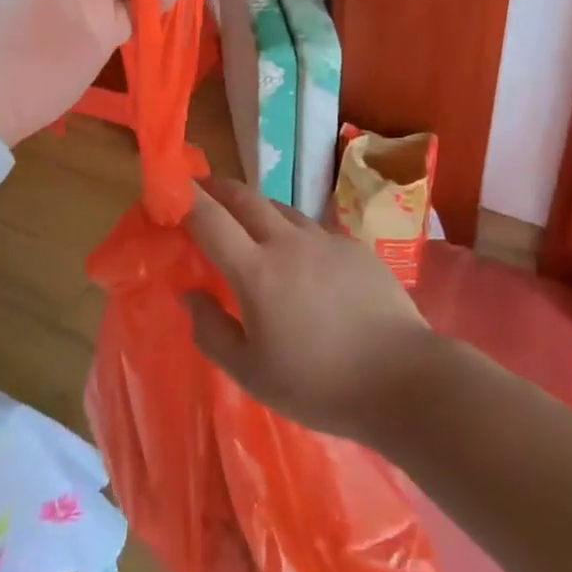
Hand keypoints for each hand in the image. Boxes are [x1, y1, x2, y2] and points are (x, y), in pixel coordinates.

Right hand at [184, 177, 433, 440]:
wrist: (403, 379)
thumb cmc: (319, 384)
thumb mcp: (252, 374)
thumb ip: (212, 331)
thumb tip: (190, 294)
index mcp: (256, 271)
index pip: (209, 217)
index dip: (184, 198)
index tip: (168, 190)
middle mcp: (287, 242)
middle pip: (243, 196)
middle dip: (216, 187)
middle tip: (200, 190)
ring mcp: (324, 239)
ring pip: (278, 207)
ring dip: (254, 207)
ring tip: (247, 224)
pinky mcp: (353, 245)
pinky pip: (312, 229)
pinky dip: (292, 233)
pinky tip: (301, 261)